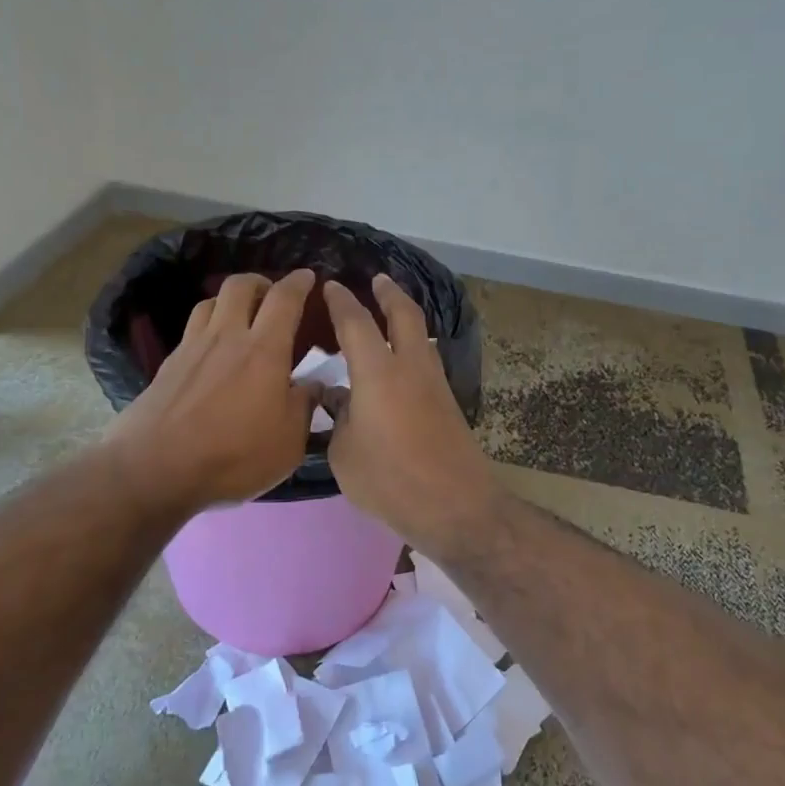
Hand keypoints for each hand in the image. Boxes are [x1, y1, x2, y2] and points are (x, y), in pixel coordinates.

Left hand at [106, 269, 321, 514]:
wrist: (155, 469)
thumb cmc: (233, 456)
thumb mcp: (288, 443)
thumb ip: (304, 407)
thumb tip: (312, 385)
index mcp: (264, 350)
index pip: (284, 299)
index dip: (299, 282)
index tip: (308, 277)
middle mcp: (227, 336)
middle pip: (240, 285)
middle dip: (260, 281)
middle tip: (272, 295)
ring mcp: (192, 347)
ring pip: (211, 302)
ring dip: (230, 301)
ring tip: (240, 318)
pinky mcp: (168, 364)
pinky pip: (192, 328)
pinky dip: (208, 326)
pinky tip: (212, 350)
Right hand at [321, 275, 504, 553]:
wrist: (454, 504)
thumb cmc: (389, 480)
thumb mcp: (344, 453)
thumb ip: (338, 418)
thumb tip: (337, 397)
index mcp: (378, 373)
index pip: (356, 323)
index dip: (341, 302)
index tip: (331, 286)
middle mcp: (410, 367)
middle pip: (404, 314)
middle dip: (389, 293)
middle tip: (377, 280)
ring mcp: (434, 384)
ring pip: (421, 336)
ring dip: (405, 318)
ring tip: (389, 315)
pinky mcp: (447, 403)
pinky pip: (426, 361)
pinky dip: (412, 347)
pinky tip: (399, 363)